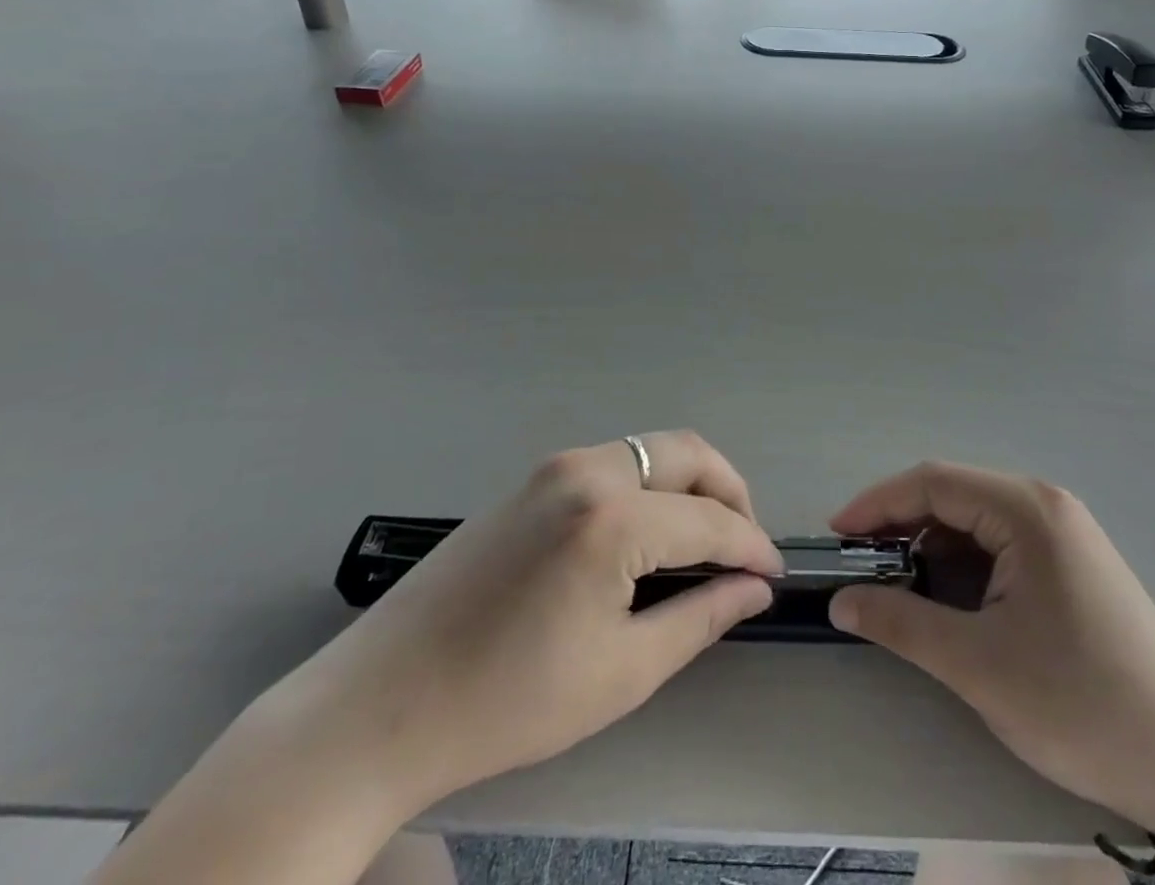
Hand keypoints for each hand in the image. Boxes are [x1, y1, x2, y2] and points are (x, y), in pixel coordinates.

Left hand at [274, 432, 781, 817]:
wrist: (381, 704)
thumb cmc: (508, 702)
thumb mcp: (620, 671)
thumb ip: (699, 618)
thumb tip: (754, 588)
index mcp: (611, 517)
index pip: (709, 520)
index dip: (751, 545)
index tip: (773, 574)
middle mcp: (587, 470)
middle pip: (687, 452)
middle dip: (729, 492)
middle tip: (743, 547)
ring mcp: (554, 467)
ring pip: (651, 450)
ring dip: (689, 484)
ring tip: (702, 541)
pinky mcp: (532, 478)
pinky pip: (614, 462)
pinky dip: (650, 485)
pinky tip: (648, 533)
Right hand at [827, 462, 1154, 830]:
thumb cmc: (1080, 704)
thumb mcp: (979, 666)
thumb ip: (901, 623)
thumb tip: (839, 601)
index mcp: (1027, 510)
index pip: (932, 482)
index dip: (877, 504)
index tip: (836, 537)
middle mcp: (1045, 504)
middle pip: (952, 495)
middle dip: (900, 525)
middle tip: (860, 565)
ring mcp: (1063, 532)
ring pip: (974, 519)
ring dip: (930, 546)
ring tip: (897, 587)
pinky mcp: (1070, 562)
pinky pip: (999, 543)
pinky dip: (962, 563)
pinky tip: (948, 599)